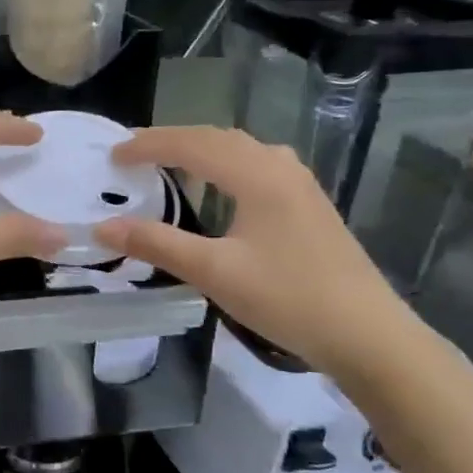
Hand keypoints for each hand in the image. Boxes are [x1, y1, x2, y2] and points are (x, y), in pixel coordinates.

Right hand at [94, 126, 422, 379]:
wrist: (369, 335)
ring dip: (200, 149)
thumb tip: (103, 227)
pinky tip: (219, 186)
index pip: (192, 144)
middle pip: (217, 138)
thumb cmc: (288, 298)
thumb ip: (157, 244)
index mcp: (257, 175)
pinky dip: (224, 163)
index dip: (148, 145)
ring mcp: (300, 184)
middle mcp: (279, 167)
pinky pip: (256, 164)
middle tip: (133, 155)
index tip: (113, 156)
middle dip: (171, 141)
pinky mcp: (309, 204)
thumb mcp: (214, 272)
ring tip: (168, 163)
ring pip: (240, 149)